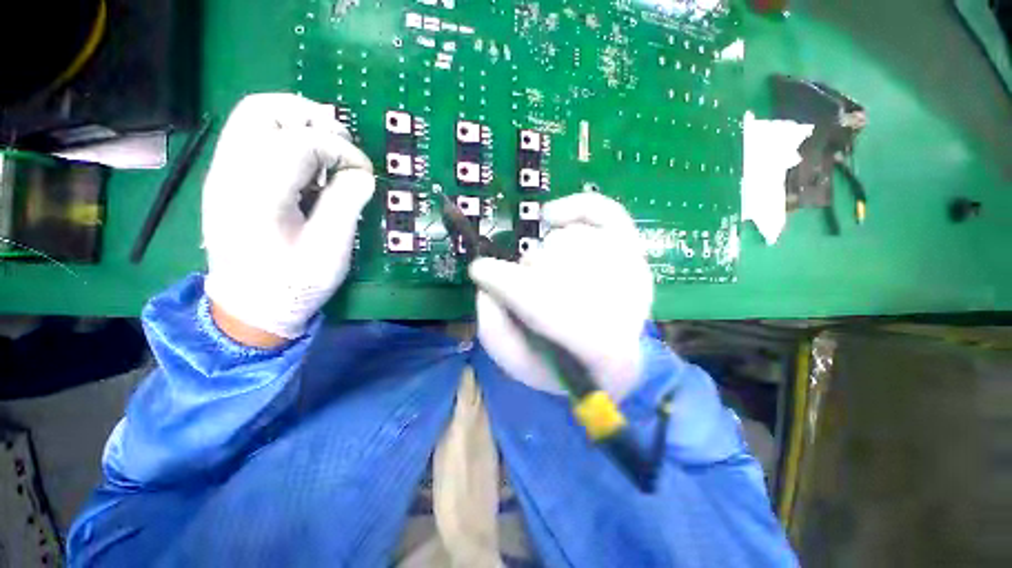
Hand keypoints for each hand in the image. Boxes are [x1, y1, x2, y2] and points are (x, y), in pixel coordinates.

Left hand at [203, 93, 374, 345]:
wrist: (249, 308)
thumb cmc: (293, 285)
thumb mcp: (330, 249)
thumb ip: (347, 203)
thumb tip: (362, 173)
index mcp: (257, 193)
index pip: (301, 141)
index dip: (342, 150)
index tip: (365, 173)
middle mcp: (230, 172)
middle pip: (264, 109)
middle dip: (313, 118)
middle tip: (343, 147)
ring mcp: (224, 172)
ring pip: (256, 116)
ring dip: (300, 125)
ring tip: (329, 155)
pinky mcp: (228, 178)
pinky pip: (255, 137)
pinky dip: (288, 139)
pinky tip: (309, 169)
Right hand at [470, 193, 653, 399]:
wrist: (605, 363)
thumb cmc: (559, 363)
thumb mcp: (517, 362)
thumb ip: (494, 327)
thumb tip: (486, 282)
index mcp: (595, 349)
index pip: (545, 304)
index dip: (504, 282)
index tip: (480, 271)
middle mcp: (624, 306)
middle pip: (554, 265)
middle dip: (526, 274)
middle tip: (525, 289)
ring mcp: (632, 271)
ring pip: (568, 240)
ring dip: (545, 257)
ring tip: (547, 275)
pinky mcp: (633, 249)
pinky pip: (604, 212)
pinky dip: (574, 207)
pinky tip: (551, 216)